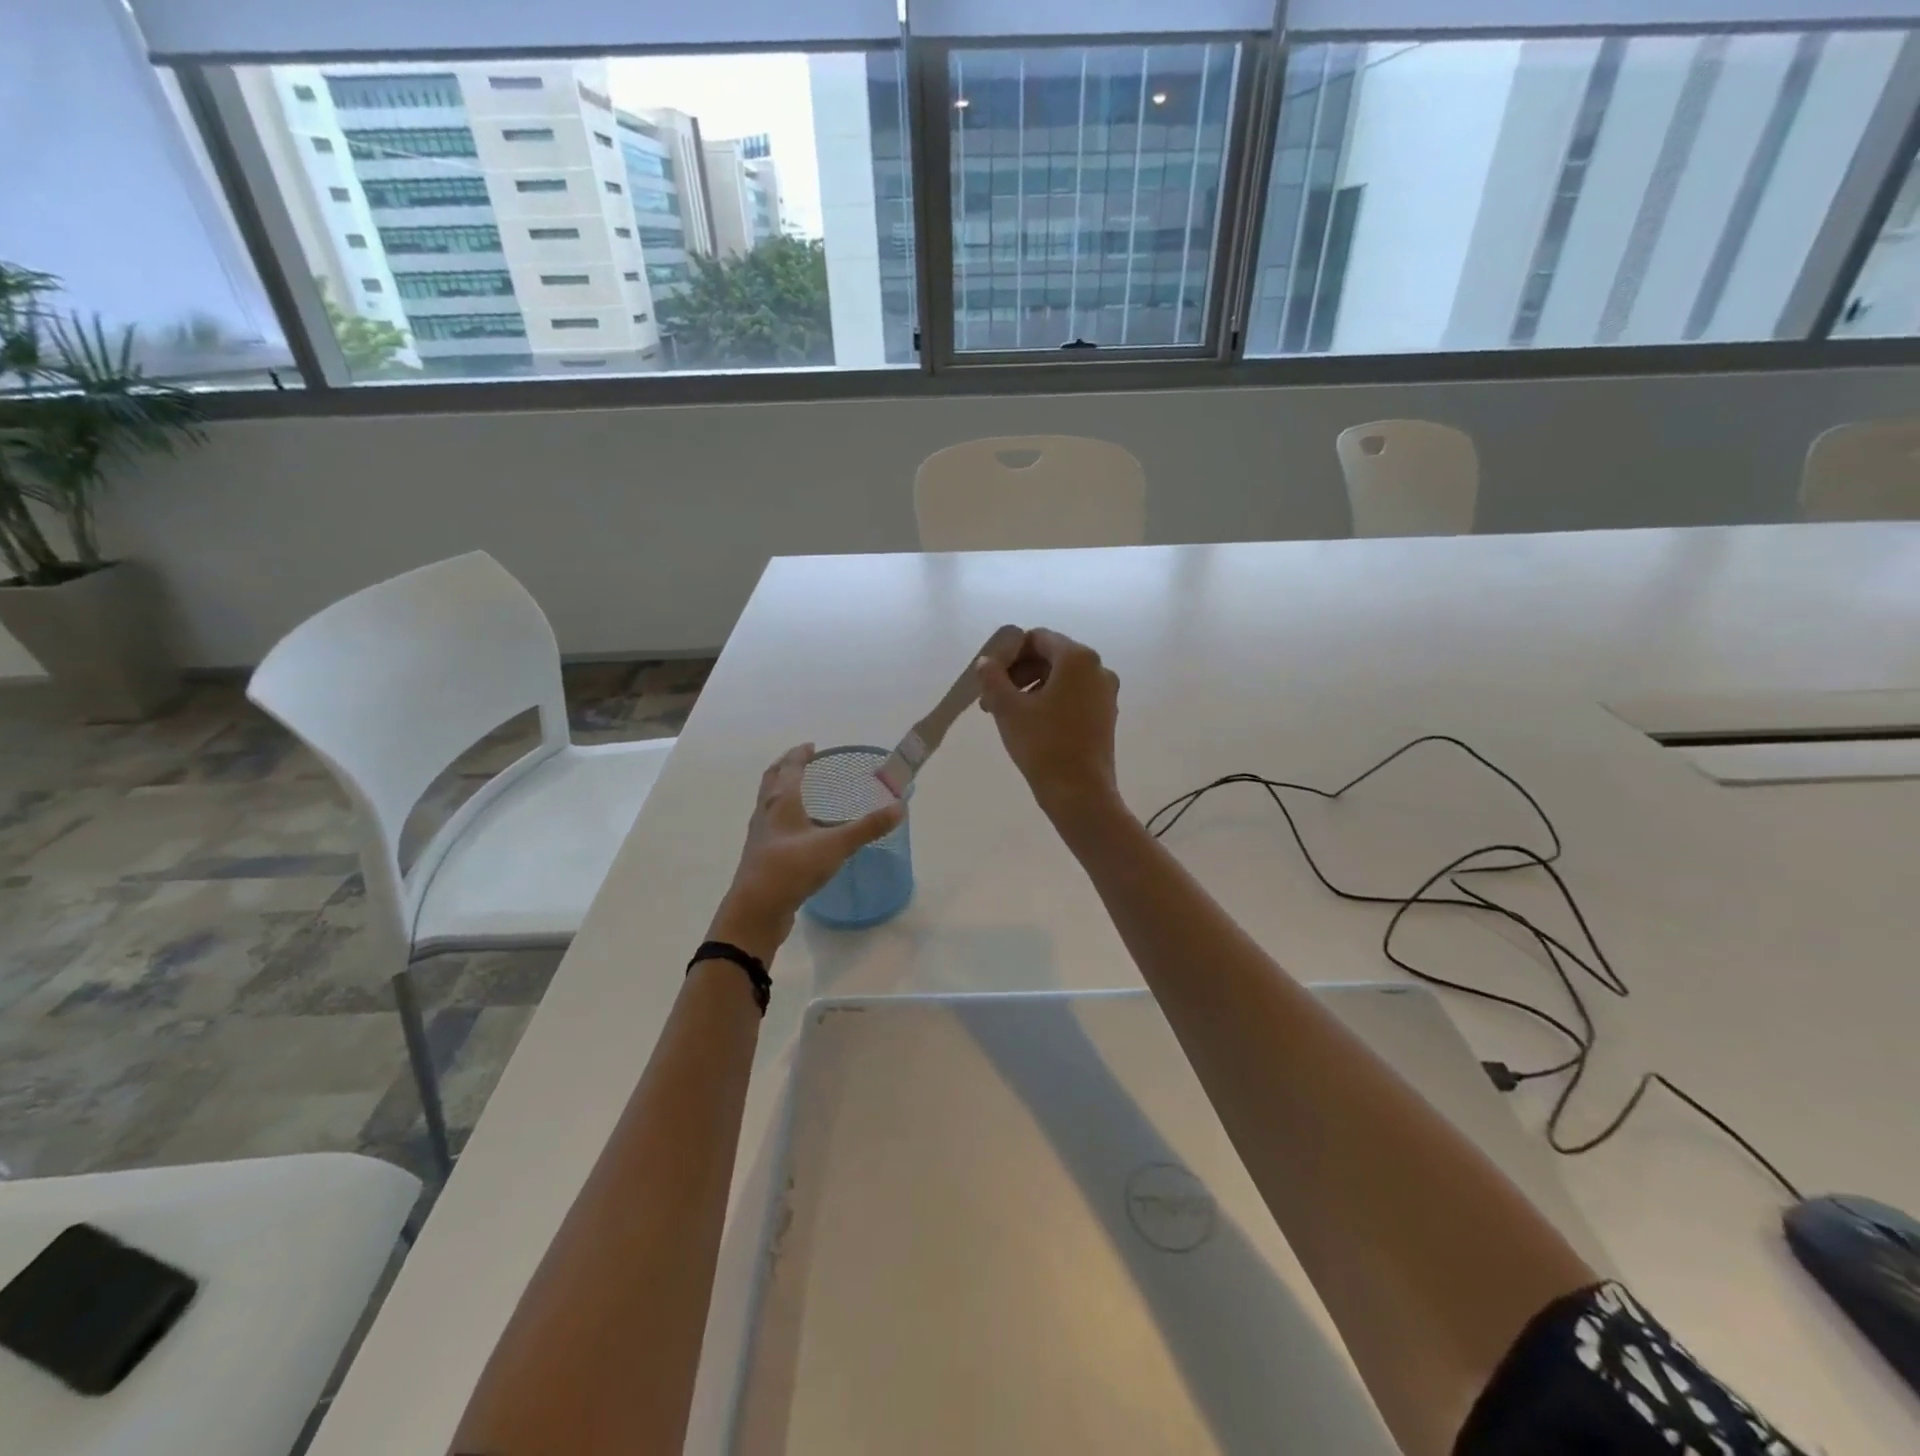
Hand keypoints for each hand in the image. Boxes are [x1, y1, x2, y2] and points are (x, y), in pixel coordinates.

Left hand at [709, 744, 904, 962]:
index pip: (790, 767)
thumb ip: (867, 827)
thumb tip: (899, 807)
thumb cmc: (791, 868)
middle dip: (786, 766)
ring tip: (799, 791)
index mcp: (782, 801)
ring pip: (768, 802)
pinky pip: (771, 826)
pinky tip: (797, 831)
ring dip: (781, 790)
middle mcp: (767, 812)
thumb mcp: (835, 846)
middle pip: (772, 779)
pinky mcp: (761, 857)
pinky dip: (782, 817)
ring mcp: (761, 835)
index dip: (800, 754)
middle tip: (802, 760)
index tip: (812, 746)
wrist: (755, 911)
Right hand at [976, 629, 1122, 826]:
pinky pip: (1073, 696)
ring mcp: (1105, 693)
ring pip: (1061, 678)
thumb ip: (992, 678)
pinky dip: (1050, 701)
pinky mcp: (1106, 715)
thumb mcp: (1008, 709)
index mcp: (1077, 658)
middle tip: (992, 698)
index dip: (1009, 653)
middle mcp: (1098, 669)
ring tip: (1006, 714)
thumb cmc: (1043, 744)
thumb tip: (986, 662)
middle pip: (1050, 657)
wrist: (1080, 793)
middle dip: (1018, 673)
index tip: (989, 677)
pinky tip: (1030, 724)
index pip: (1037, 638)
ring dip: (1031, 688)